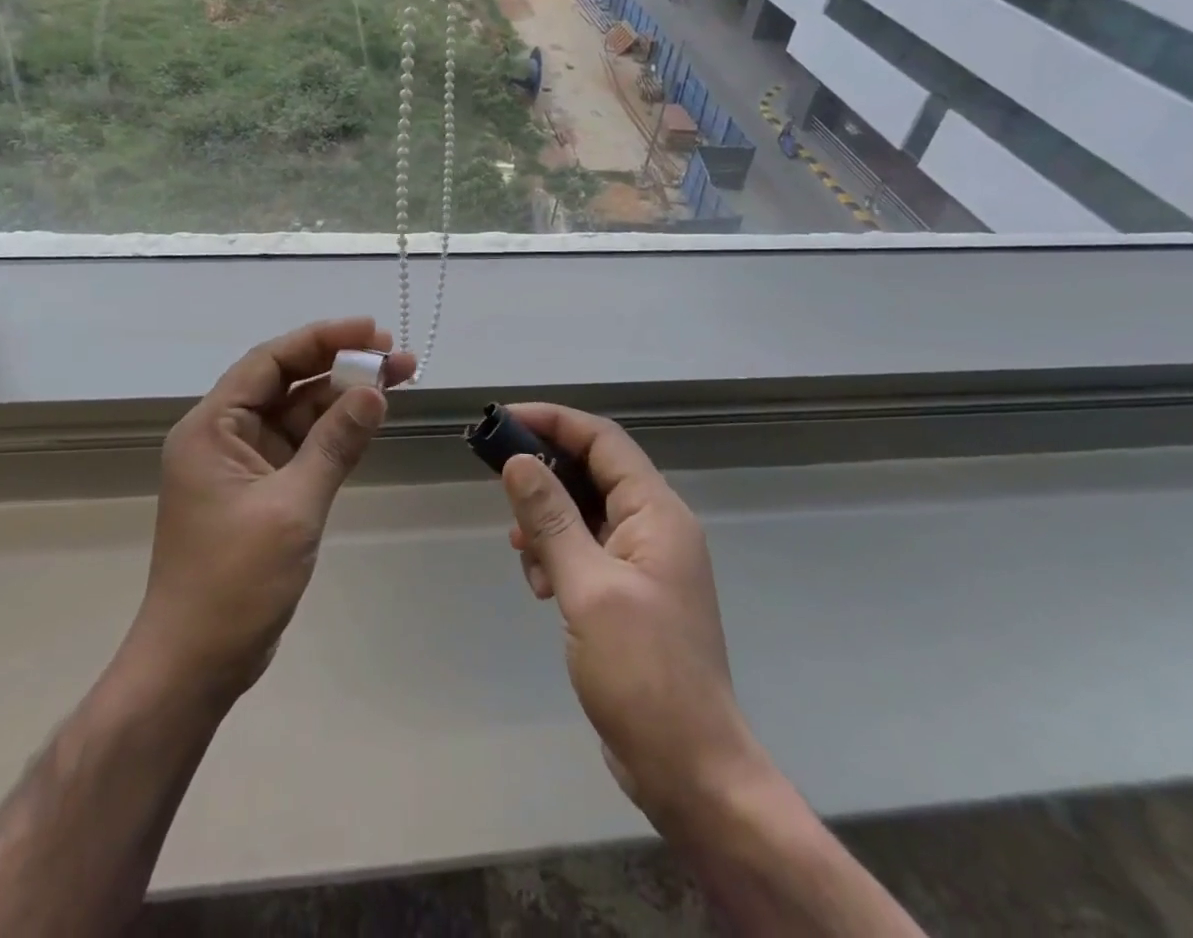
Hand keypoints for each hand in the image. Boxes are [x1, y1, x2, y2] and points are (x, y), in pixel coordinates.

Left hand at [125, 318, 413, 704]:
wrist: (195, 666)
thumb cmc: (233, 583)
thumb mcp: (292, 507)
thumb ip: (334, 444)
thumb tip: (375, 392)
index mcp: (212, 427)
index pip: (270, 361)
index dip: (322, 339)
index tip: (372, 332)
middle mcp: (224, 435)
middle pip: (287, 383)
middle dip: (341, 367)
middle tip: (398, 357)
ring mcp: (243, 464)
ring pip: (298, 414)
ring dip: (344, 399)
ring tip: (400, 381)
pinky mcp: (261, 491)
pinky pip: (302, 447)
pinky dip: (335, 434)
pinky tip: (372, 420)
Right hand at [500, 405, 767, 835]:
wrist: (692, 771)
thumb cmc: (643, 673)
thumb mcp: (587, 588)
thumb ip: (551, 519)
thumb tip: (518, 460)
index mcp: (656, 513)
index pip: (603, 440)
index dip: (554, 421)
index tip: (504, 421)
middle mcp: (655, 526)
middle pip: (592, 472)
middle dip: (544, 475)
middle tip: (500, 487)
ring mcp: (644, 561)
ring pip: (584, 512)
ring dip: (547, 523)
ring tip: (523, 556)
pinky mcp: (630, 592)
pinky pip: (587, 549)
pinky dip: (558, 556)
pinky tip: (541, 588)